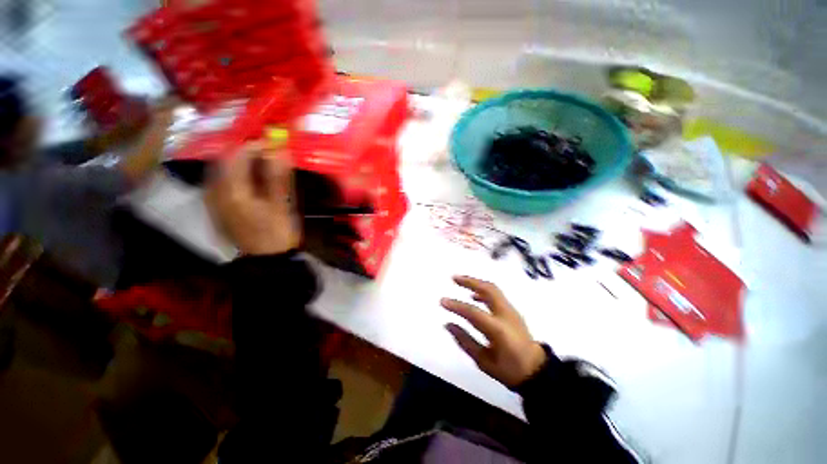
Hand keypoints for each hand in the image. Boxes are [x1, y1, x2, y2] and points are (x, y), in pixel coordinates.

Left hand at [205, 141, 300, 255]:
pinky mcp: (217, 207)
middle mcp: (216, 192)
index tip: (274, 144)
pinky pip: (221, 181)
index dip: (256, 146)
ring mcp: (213, 201)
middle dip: (245, 151)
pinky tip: (250, 177)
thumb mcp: (282, 205)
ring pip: (221, 170)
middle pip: (224, 160)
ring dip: (240, 162)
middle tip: (267, 152)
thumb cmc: (277, 233)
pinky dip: (235, 173)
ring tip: (261, 161)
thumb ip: (278, 178)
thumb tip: (281, 151)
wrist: (266, 260)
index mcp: (232, 192)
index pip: (237, 156)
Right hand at [441, 276, 546, 387]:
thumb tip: (448, 324)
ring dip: (475, 282)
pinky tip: (473, 295)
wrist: (536, 370)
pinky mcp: (512, 310)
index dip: (457, 306)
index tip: (442, 301)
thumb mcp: (484, 361)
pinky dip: (483, 290)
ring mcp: (511, 310)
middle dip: (469, 281)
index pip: (474, 312)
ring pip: (492, 288)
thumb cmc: (509, 370)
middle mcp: (506, 315)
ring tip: (460, 280)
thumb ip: (465, 341)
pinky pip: (496, 294)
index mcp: (499, 330)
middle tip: (453, 277)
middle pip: (487, 290)